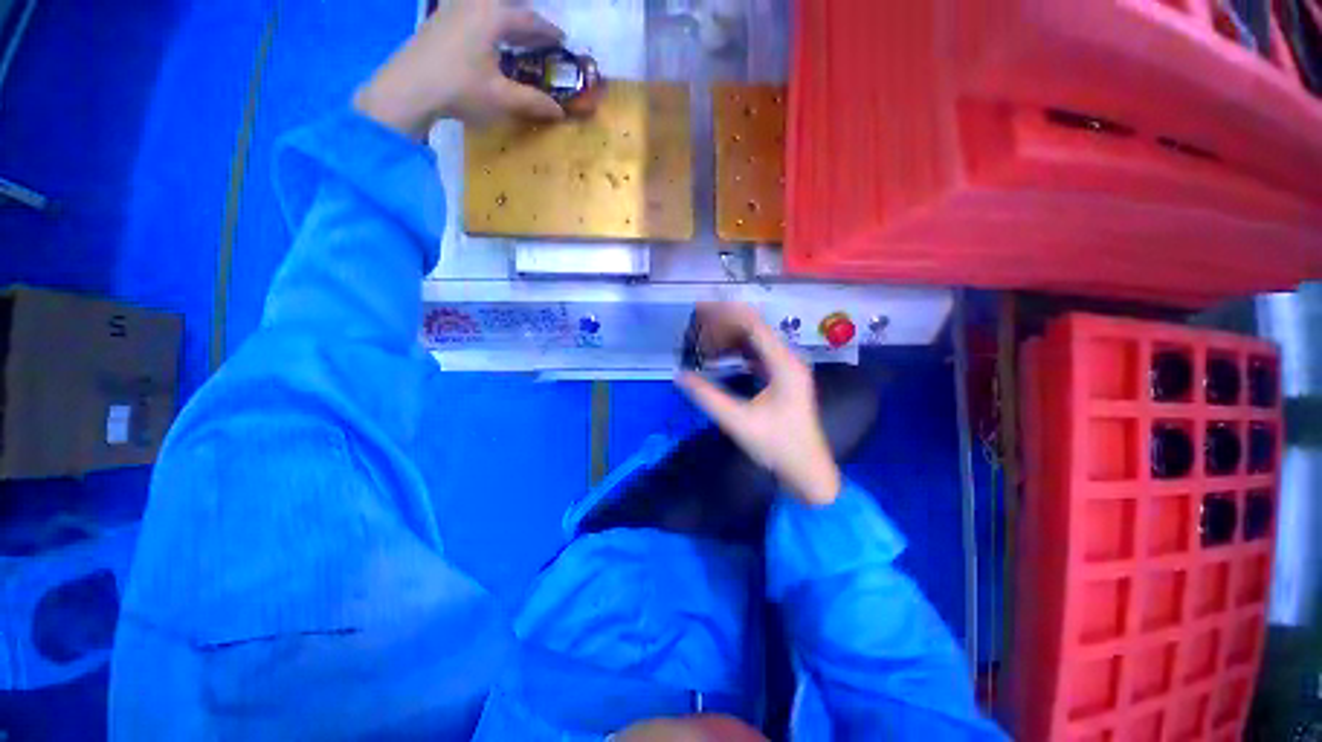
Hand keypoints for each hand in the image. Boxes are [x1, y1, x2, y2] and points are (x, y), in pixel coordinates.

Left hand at [354, 0, 565, 138]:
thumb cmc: (460, 89)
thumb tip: (559, 112)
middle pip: (508, 6)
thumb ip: (533, 102)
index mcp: (493, 16)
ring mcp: (453, 8)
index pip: (529, 20)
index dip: (548, 31)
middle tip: (540, 34)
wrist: (408, 88)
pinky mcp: (439, 19)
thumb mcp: (501, 98)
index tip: (563, 40)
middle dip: (527, 19)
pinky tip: (487, 39)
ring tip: (515, 35)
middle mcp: (474, 3)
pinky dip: (487, 20)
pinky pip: (471, 11)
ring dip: (505, 18)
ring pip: (487, 6)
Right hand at [676, 303, 841, 506]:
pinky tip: (721, 356)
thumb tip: (679, 375)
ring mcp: (787, 369)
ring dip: (730, 337)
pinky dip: (738, 352)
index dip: (725, 314)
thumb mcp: (738, 421)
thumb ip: (707, 397)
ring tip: (703, 340)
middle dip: (724, 324)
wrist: (807, 471)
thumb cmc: (777, 446)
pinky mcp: (782, 379)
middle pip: (754, 328)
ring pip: (756, 341)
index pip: (752, 324)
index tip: (699, 311)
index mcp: (783, 364)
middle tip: (695, 325)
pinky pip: (758, 355)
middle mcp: (788, 360)